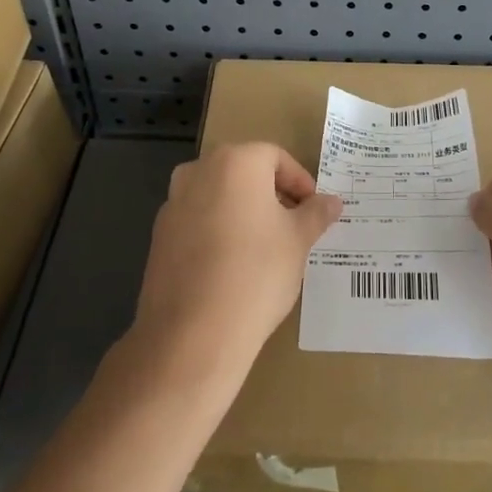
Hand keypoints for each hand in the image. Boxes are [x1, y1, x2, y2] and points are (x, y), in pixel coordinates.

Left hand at [132, 143, 342, 388]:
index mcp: (235, 162)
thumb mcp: (298, 241)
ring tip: (265, 247)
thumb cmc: (256, 273)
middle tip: (294, 225)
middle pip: (244, 172)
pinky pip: (197, 221)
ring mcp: (173, 203)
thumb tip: (332, 201)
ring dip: (243, 212)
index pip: (275, 157)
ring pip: (218, 196)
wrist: (193, 333)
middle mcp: (199, 171)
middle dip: (271, 194)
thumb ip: (316, 214)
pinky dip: (218, 231)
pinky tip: (233, 266)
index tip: (313, 210)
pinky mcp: (159, 236)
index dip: (300, 182)